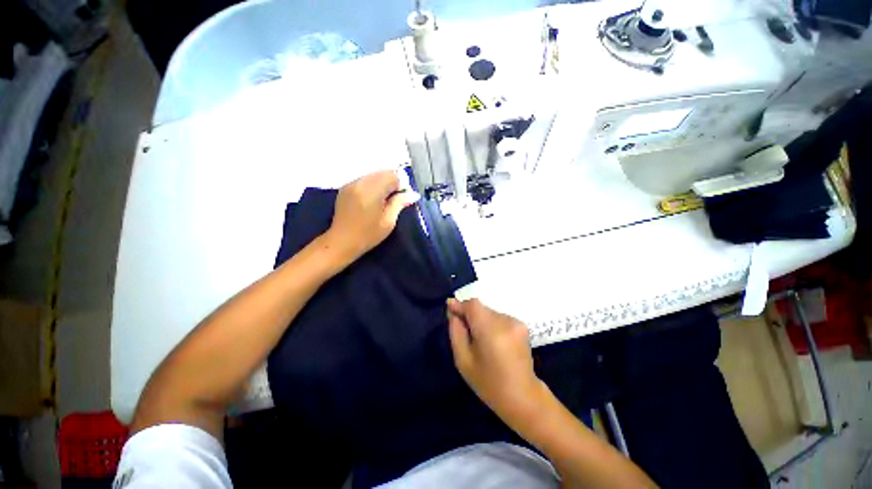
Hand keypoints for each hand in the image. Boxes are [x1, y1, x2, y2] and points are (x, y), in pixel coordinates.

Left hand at [323, 170, 418, 264]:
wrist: (342, 241)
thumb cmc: (368, 235)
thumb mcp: (388, 222)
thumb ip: (399, 203)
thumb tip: (413, 194)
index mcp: (371, 192)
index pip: (392, 176)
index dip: (401, 184)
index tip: (403, 197)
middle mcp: (360, 183)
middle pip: (382, 172)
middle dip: (392, 182)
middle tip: (396, 198)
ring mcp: (351, 184)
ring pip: (373, 174)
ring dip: (383, 183)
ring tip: (384, 199)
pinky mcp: (346, 187)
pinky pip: (364, 179)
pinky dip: (373, 184)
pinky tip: (373, 199)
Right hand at [447, 298, 547, 425]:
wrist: (523, 397)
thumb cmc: (489, 383)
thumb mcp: (463, 360)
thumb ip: (456, 332)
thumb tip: (452, 310)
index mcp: (491, 330)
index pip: (473, 305)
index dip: (460, 305)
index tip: (450, 310)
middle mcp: (506, 321)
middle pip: (481, 308)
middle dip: (470, 315)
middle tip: (464, 331)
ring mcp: (516, 322)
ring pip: (490, 312)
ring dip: (481, 320)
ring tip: (479, 340)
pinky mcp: (522, 325)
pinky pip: (499, 317)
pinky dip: (491, 324)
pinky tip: (492, 341)